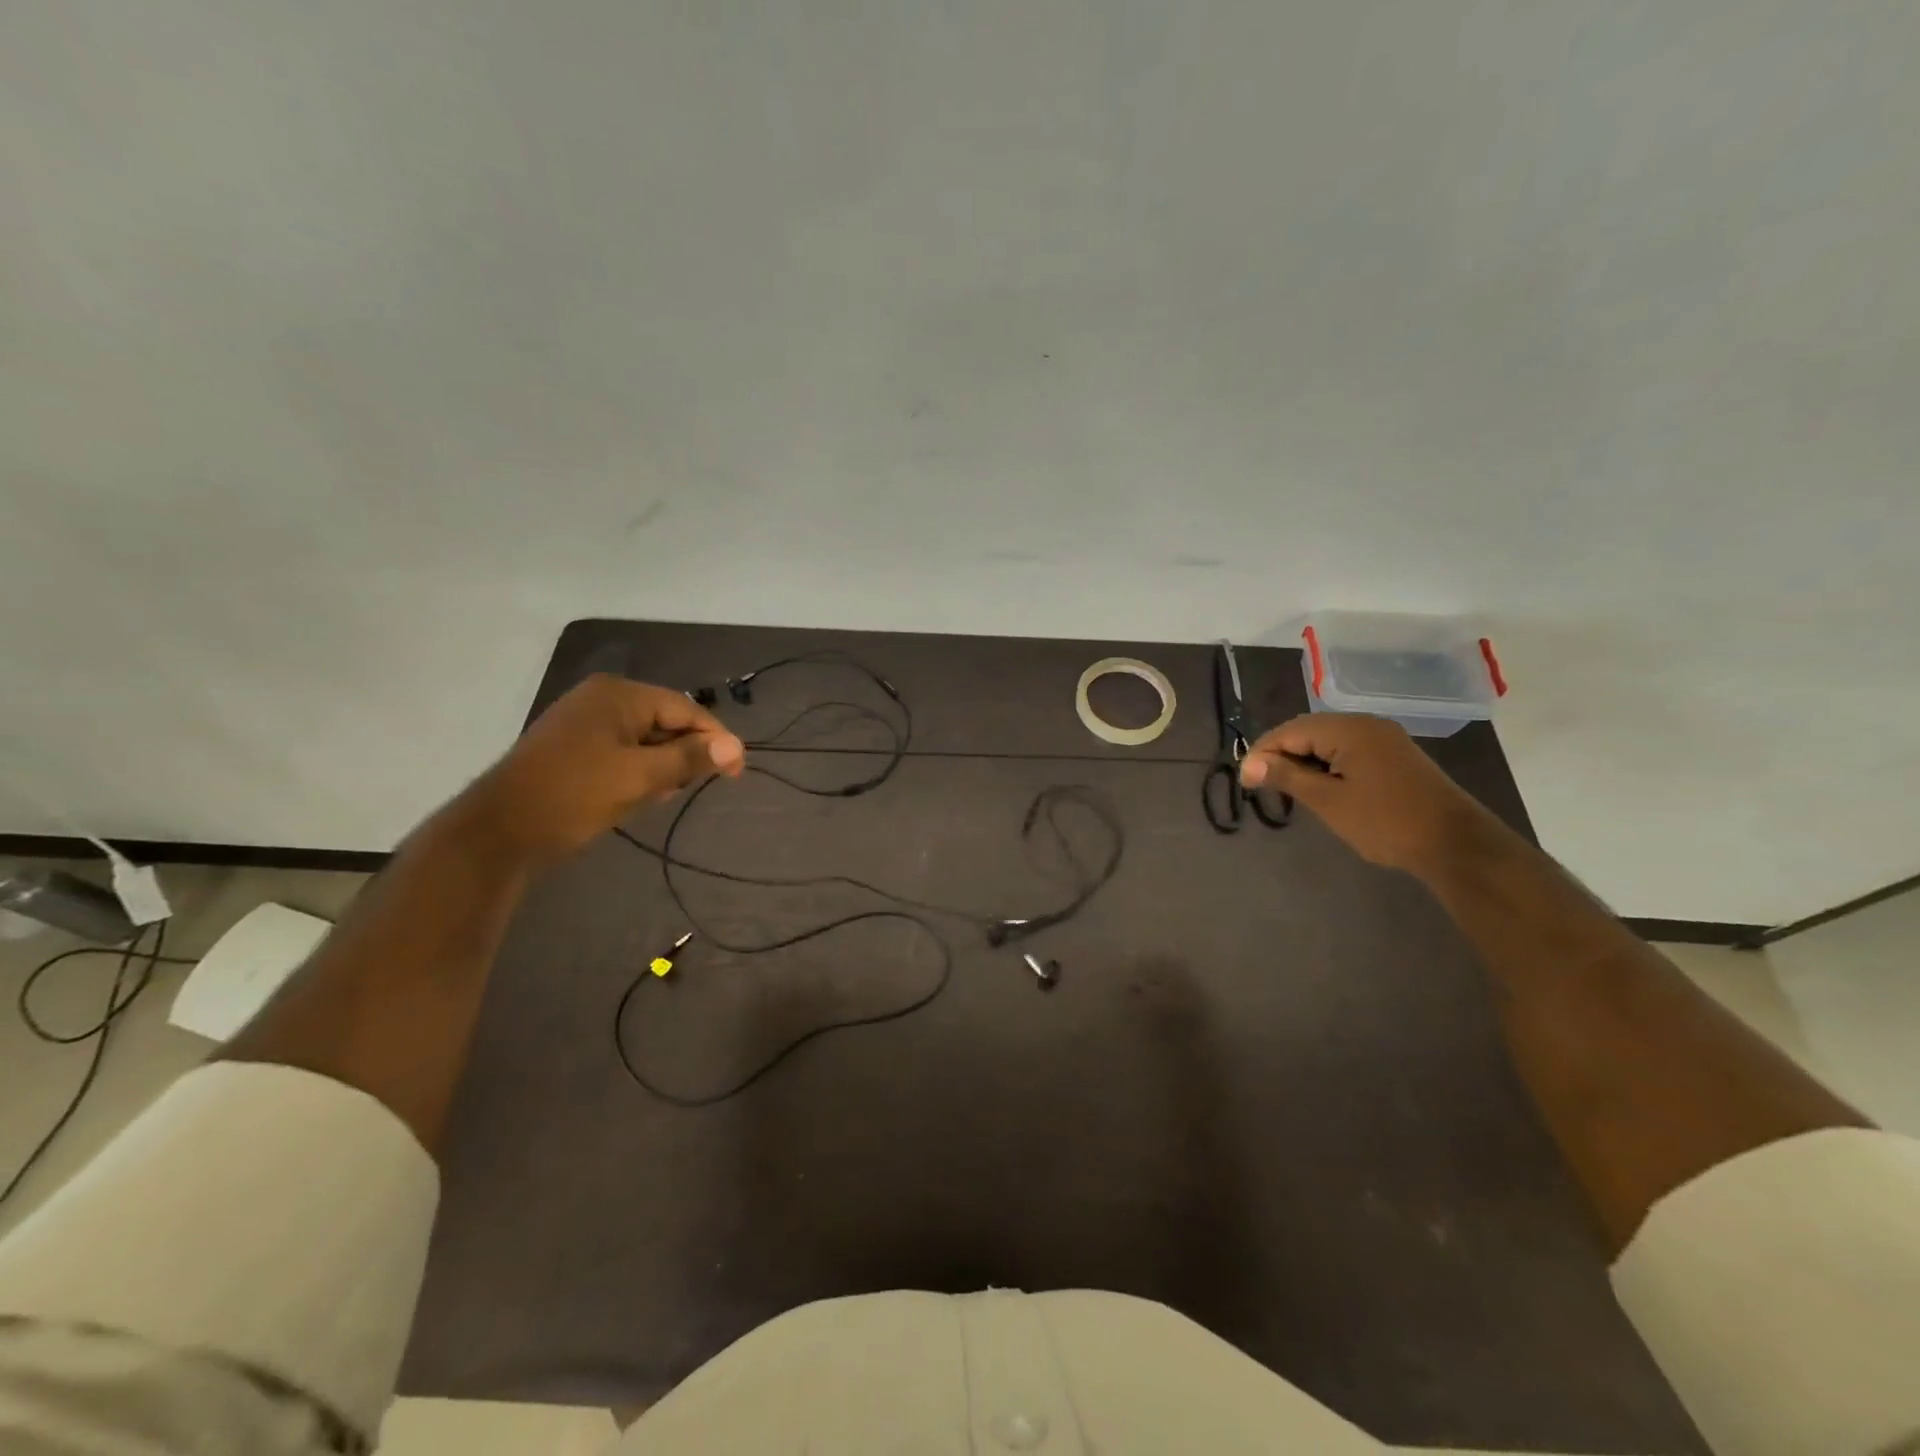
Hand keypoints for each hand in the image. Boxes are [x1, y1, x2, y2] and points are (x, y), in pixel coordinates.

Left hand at [461, 675, 743, 863]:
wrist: (498, 831)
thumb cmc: (574, 796)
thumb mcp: (640, 778)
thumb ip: (690, 759)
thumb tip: (736, 747)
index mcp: (619, 695)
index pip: (685, 709)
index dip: (716, 739)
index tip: (736, 772)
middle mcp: (602, 698)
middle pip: (666, 721)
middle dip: (682, 755)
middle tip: (686, 789)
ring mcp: (584, 721)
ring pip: (645, 739)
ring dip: (660, 766)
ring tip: (655, 796)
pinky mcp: (573, 745)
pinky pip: (622, 750)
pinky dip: (637, 770)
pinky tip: (634, 796)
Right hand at [1240, 714, 1490, 873]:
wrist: (1456, 845)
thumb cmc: (1385, 822)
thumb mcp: (1329, 801)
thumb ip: (1287, 777)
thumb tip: (1251, 763)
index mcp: (1349, 729)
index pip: (1290, 731)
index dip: (1263, 753)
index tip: (1245, 781)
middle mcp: (1366, 725)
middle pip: (1308, 730)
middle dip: (1281, 754)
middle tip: (1260, 784)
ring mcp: (1384, 739)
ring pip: (1328, 740)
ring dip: (1303, 760)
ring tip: (1285, 787)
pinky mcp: (1394, 756)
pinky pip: (1348, 750)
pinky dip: (1326, 764)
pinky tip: (1319, 786)